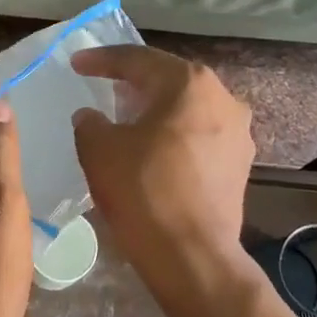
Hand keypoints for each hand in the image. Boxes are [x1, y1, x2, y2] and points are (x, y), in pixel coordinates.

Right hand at [71, 45, 255, 299]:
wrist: (191, 255)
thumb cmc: (143, 191)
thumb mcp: (99, 149)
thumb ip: (90, 122)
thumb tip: (91, 116)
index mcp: (189, 84)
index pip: (138, 60)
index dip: (102, 60)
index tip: (76, 64)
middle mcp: (223, 99)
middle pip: (169, 80)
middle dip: (134, 82)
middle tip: (103, 85)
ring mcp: (238, 134)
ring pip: (187, 109)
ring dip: (156, 110)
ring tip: (127, 118)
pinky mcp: (239, 166)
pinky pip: (199, 137)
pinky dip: (173, 136)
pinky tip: (152, 150)